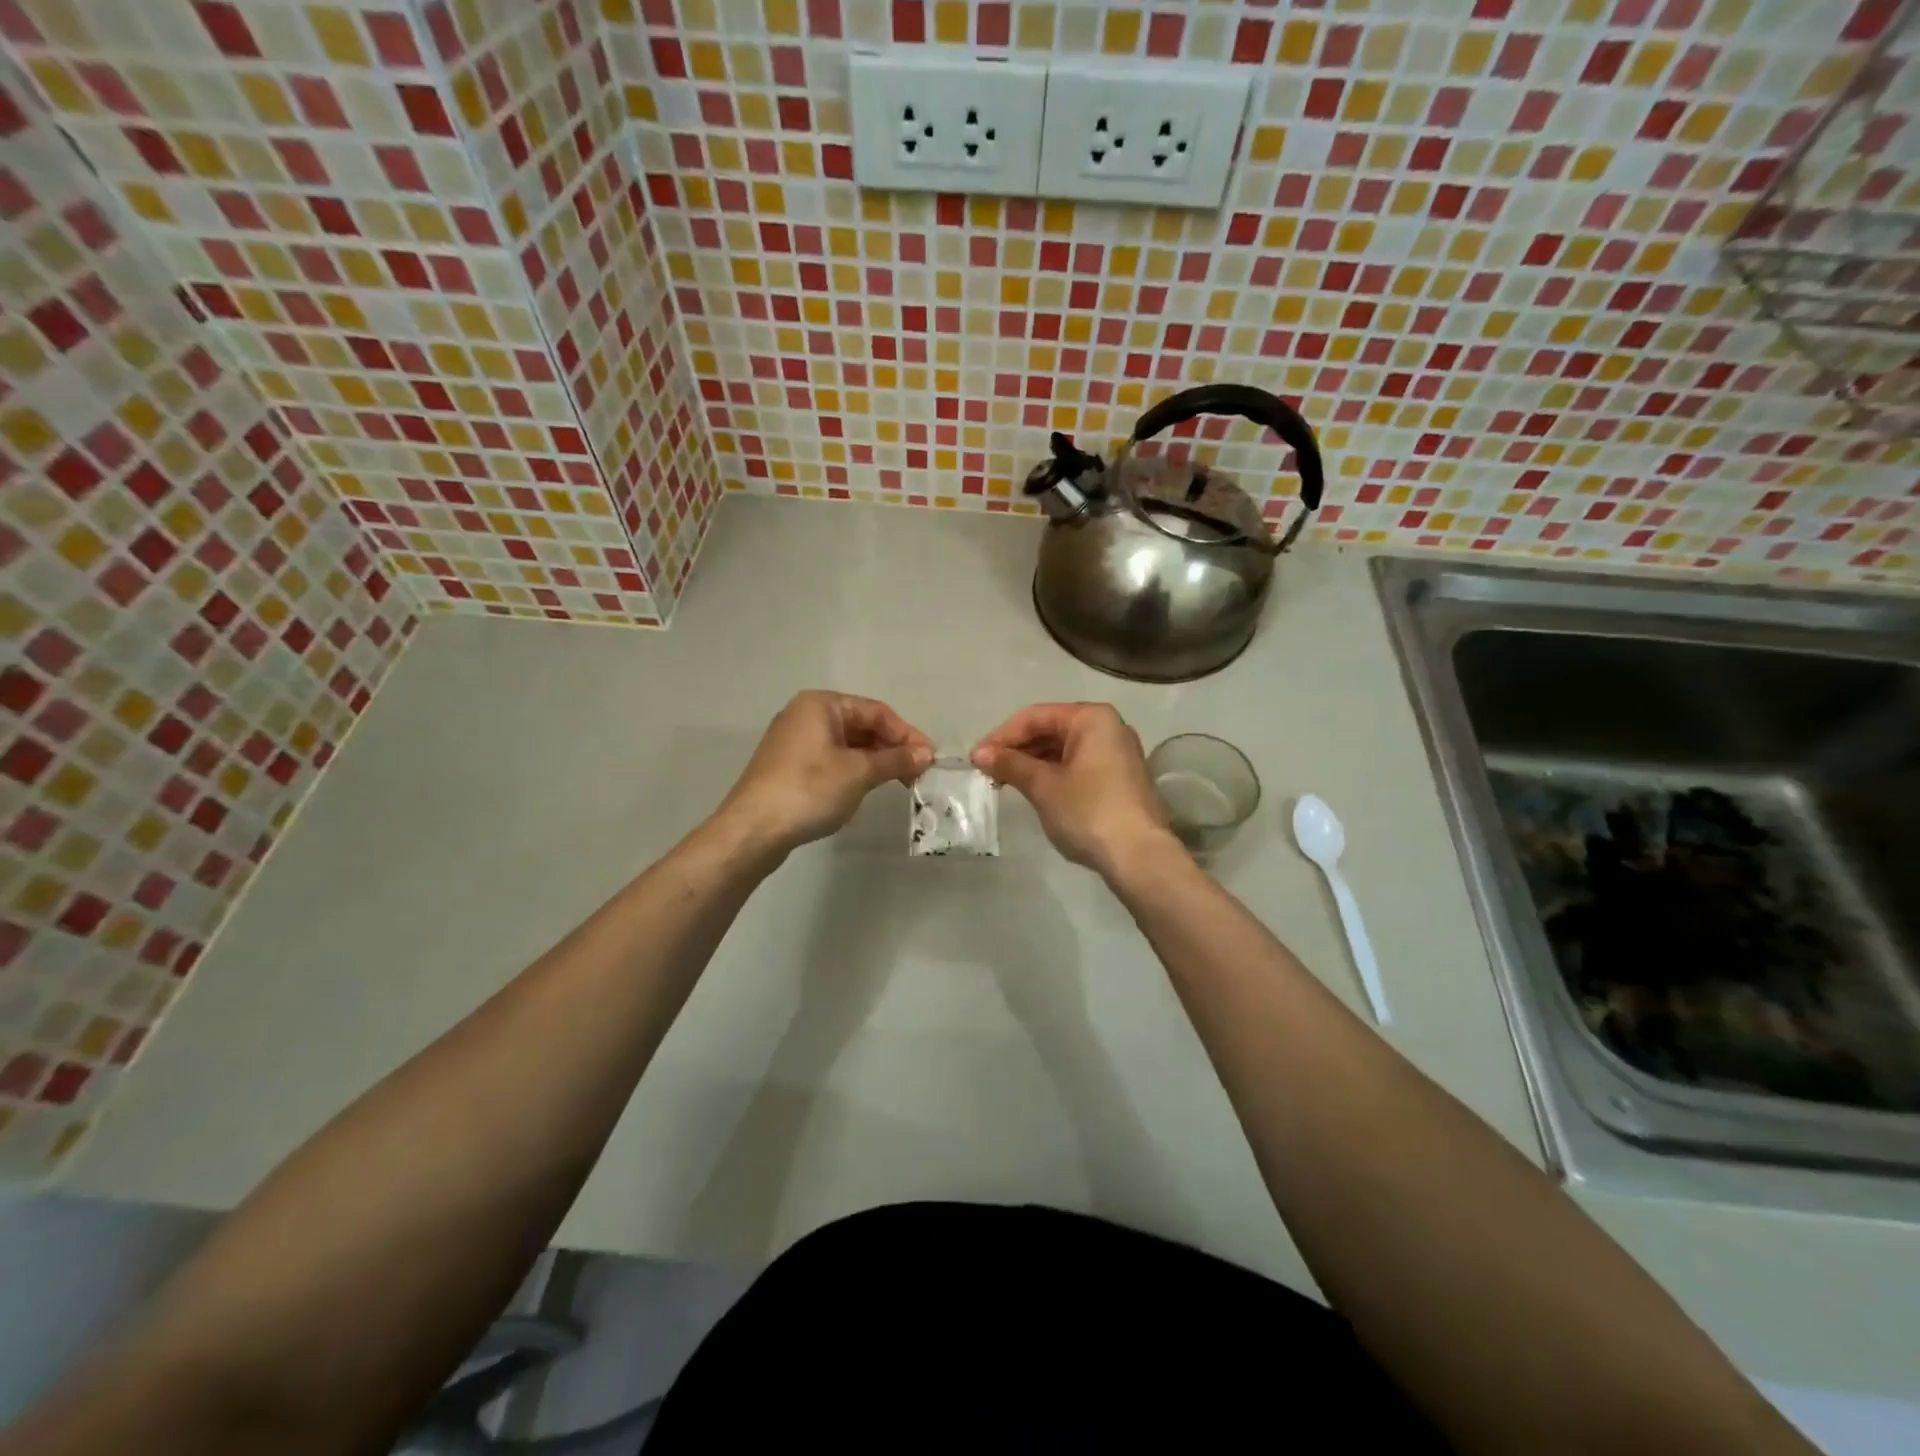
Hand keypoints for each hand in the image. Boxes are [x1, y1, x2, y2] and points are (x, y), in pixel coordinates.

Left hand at [720, 691, 933, 855]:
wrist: (753, 830)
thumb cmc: (809, 790)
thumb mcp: (858, 773)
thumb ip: (895, 760)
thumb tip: (926, 754)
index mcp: (821, 705)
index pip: (876, 711)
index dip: (906, 734)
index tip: (929, 759)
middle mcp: (806, 715)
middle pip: (862, 726)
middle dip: (891, 748)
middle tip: (917, 774)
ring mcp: (795, 742)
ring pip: (848, 745)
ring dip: (875, 762)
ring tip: (898, 784)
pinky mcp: (790, 767)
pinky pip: (832, 760)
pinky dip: (854, 771)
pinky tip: (866, 790)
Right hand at [972, 703, 1176, 875]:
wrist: (1139, 856)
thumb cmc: (1088, 811)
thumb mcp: (1043, 786)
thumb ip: (1010, 764)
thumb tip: (979, 753)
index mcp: (1091, 718)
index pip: (1035, 716)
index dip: (1002, 736)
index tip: (976, 759)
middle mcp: (1108, 727)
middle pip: (1051, 729)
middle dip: (1017, 749)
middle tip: (988, 772)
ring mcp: (1118, 753)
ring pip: (1064, 749)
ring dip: (1033, 763)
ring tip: (1005, 782)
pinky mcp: (1120, 777)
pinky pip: (1078, 765)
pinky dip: (1054, 773)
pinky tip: (1034, 790)